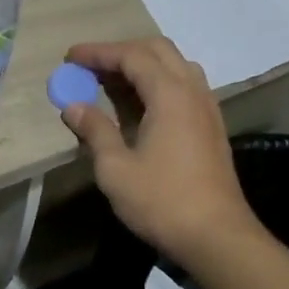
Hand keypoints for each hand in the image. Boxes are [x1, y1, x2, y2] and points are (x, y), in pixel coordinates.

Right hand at [59, 38, 259, 263]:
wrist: (217, 237)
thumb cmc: (162, 201)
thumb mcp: (116, 168)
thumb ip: (95, 131)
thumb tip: (73, 106)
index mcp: (170, 95)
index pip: (131, 56)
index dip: (99, 52)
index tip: (70, 56)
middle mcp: (192, 92)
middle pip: (158, 51)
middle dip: (122, 51)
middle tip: (91, 66)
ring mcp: (207, 108)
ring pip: (175, 66)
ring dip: (143, 64)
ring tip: (113, 81)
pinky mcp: (211, 127)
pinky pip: (185, 86)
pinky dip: (158, 82)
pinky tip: (140, 105)